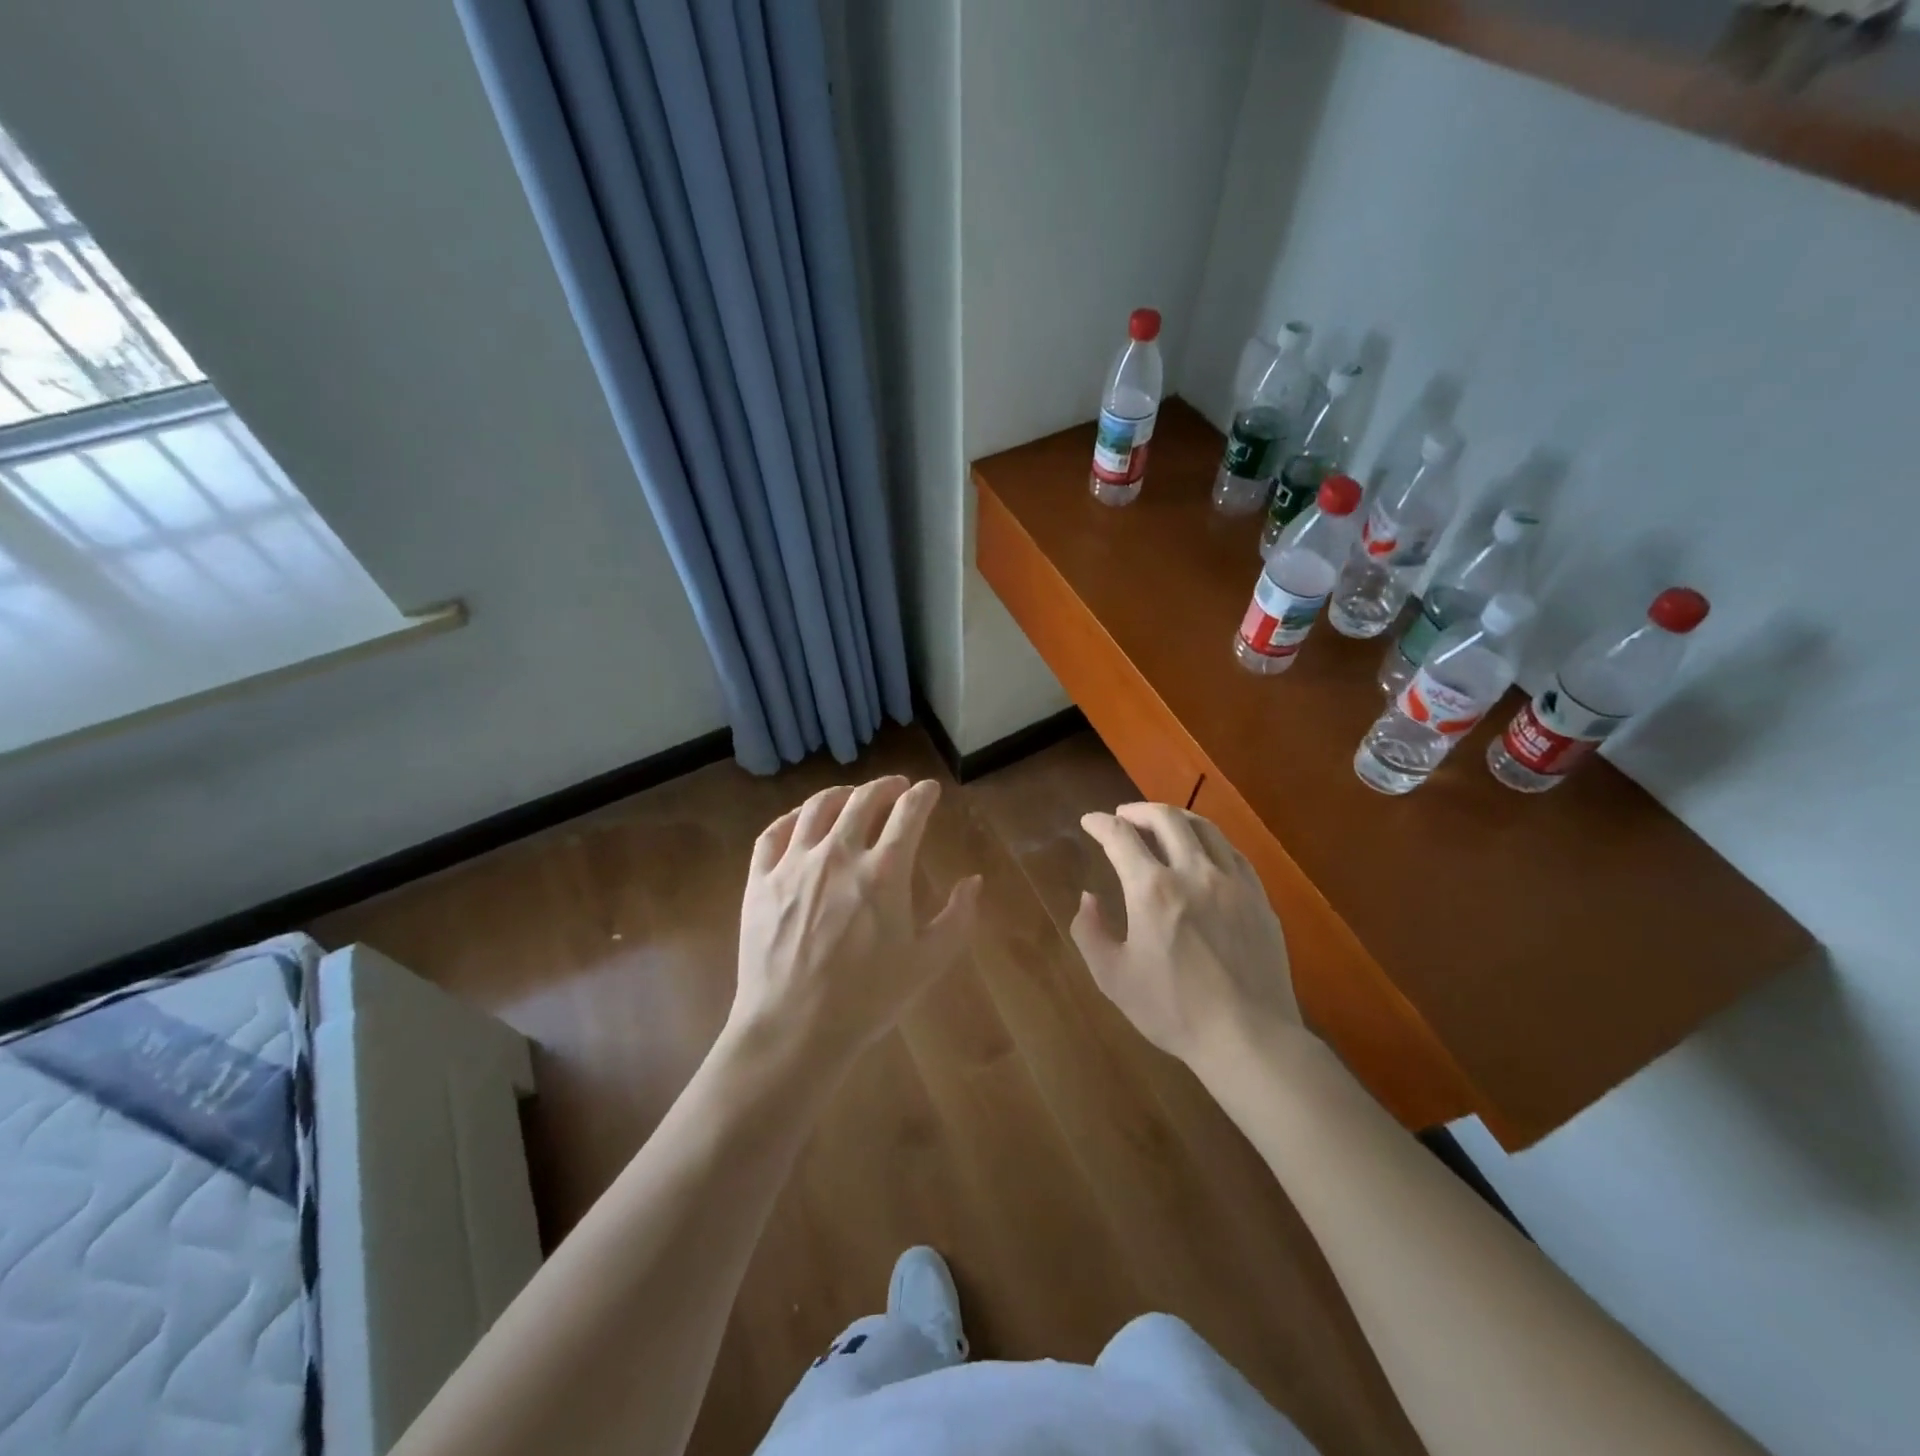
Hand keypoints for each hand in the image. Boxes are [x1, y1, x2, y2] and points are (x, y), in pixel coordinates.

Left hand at [727, 776, 981, 1084]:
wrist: (793, 1029)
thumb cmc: (868, 998)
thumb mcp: (927, 962)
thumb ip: (957, 918)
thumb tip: (974, 881)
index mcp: (884, 871)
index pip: (909, 812)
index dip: (923, 795)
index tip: (930, 790)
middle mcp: (838, 854)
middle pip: (863, 799)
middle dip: (885, 786)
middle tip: (896, 787)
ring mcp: (794, 864)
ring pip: (818, 807)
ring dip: (841, 793)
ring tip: (852, 795)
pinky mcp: (760, 880)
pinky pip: (774, 833)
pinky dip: (793, 817)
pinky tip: (802, 820)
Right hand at [1072, 803, 1300, 1069]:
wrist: (1249, 1038)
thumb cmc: (1174, 1010)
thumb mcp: (1113, 977)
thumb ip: (1090, 932)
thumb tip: (1088, 898)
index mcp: (1152, 889)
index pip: (1120, 837)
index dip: (1099, 823)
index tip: (1089, 821)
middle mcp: (1194, 872)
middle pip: (1166, 818)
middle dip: (1138, 810)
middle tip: (1123, 816)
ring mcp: (1233, 882)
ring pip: (1204, 827)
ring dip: (1176, 818)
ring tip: (1162, 824)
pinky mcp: (1259, 898)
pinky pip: (1232, 852)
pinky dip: (1209, 841)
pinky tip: (1204, 852)